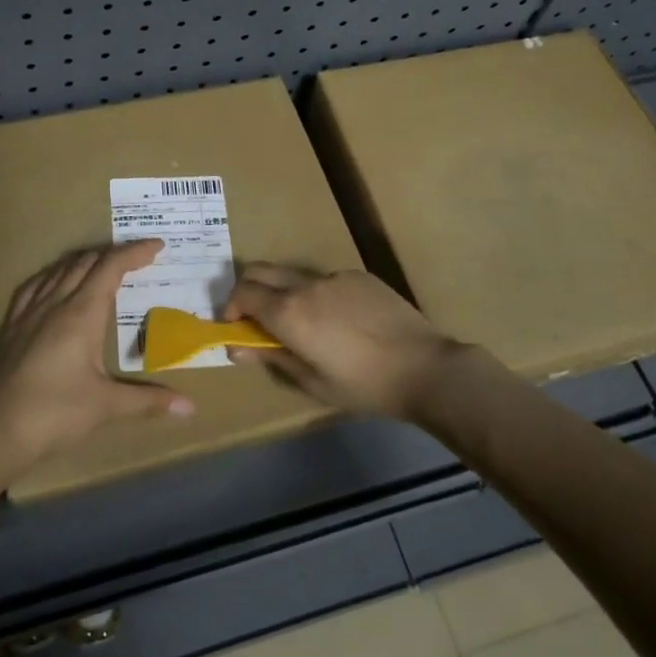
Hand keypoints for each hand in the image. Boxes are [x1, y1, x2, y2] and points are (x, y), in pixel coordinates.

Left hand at [0, 240, 193, 470]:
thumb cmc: (56, 413)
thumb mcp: (107, 406)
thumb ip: (149, 400)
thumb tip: (190, 408)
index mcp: (81, 313)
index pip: (111, 267)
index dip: (135, 252)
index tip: (158, 246)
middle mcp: (54, 302)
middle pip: (86, 262)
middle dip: (114, 254)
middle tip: (137, 258)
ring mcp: (28, 312)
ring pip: (59, 270)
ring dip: (84, 261)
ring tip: (102, 266)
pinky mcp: (10, 326)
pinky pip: (34, 286)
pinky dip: (53, 275)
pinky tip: (54, 284)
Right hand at [222, 264, 464, 418]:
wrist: (424, 368)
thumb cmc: (363, 385)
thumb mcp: (312, 382)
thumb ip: (271, 357)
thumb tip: (235, 346)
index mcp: (289, 312)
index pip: (243, 293)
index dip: (231, 307)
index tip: (236, 326)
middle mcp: (306, 285)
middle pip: (260, 271)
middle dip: (248, 289)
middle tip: (255, 316)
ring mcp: (335, 276)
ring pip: (294, 275)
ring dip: (284, 292)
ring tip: (305, 324)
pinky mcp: (359, 275)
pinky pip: (326, 280)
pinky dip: (318, 295)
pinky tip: (342, 322)